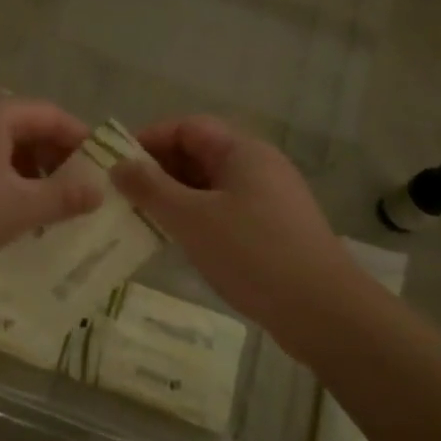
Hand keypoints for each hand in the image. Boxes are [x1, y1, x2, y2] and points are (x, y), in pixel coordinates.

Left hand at [0, 91, 102, 294]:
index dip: (82, 140)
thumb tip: (100, 189)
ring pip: (1, 146)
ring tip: (46, 207)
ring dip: (28, 171)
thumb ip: (64, 196)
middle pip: (26, 127)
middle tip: (79, 192)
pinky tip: (8, 211)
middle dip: (55, 158)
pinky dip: (1, 179)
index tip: (104, 169)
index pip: (51, 115)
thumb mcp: (19, 208)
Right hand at [109, 117, 362, 361]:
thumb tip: (118, 165)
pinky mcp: (273, 229)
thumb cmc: (253, 254)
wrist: (325, 312)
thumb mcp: (191, 219)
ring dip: (175, 197)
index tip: (116, 164)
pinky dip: (196, 218)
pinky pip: (224, 210)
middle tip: (123, 195)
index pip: (187, 127)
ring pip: (210, 185)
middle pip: (199, 153)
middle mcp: (258, 166)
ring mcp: (269, 199)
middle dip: (159, 170)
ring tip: (142, 219)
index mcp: (242, 151)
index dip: (149, 140)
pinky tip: (177, 241)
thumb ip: (150, 188)